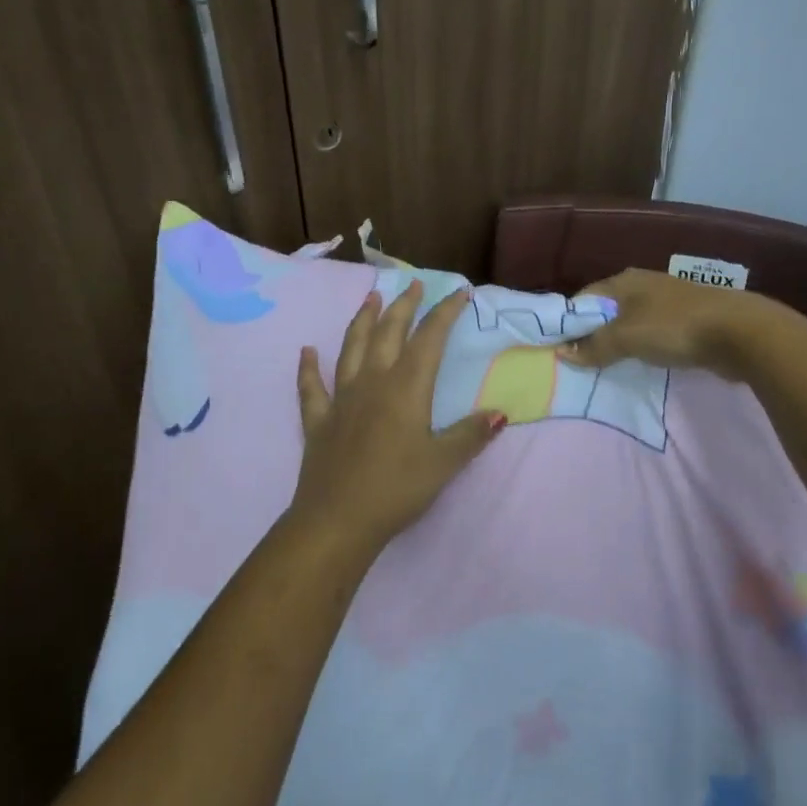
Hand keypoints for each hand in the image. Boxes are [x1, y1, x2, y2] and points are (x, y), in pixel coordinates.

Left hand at [291, 282, 505, 558]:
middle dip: (404, 306)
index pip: (429, 339)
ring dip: (362, 320)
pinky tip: (306, 351)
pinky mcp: (318, 420)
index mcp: (406, 388)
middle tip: (413, 285)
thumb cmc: (396, 489)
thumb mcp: (444, 463)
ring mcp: (341, 398)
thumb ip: (471, 435)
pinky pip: (311, 387)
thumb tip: (499, 412)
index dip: (445, 313)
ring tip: (370, 298)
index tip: (459, 292)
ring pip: (352, 348)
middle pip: (389, 333)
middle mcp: (373, 382)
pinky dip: (308, 368)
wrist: (337, 520)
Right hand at [556, 268, 777, 378]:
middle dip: (592, 333)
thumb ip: (594, 346)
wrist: (739, 332)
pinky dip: (642, 346)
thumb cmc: (674, 327)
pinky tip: (640, 363)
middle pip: (606, 310)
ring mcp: (666, 302)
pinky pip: (652, 333)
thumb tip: (563, 354)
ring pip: (630, 322)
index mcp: (624, 281)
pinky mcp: (686, 320)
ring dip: (618, 342)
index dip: (569, 322)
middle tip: (580, 362)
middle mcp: (642, 285)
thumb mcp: (626, 337)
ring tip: (606, 367)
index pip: (584, 298)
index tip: (559, 348)